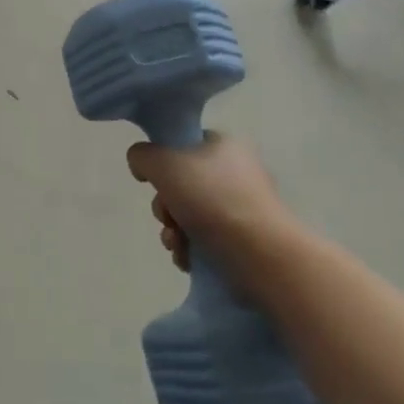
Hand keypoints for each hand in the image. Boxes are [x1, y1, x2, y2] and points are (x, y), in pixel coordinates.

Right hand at [127, 133, 291, 273]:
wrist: (261, 255)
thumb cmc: (212, 200)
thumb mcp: (164, 164)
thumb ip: (142, 156)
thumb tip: (142, 166)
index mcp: (224, 145)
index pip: (182, 144)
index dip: (161, 161)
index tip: (154, 181)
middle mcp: (235, 172)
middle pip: (181, 183)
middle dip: (165, 205)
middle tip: (169, 217)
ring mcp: (241, 207)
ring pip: (188, 214)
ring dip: (173, 231)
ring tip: (178, 244)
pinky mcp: (244, 239)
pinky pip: (204, 238)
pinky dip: (190, 249)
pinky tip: (188, 259)